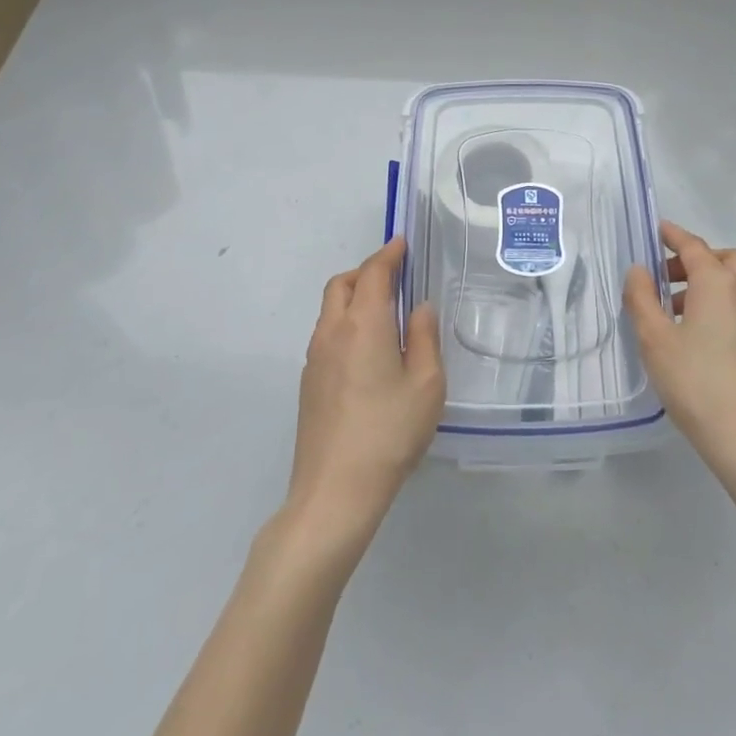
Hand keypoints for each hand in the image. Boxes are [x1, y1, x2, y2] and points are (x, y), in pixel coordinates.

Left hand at [287, 238, 443, 544]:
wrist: (334, 492)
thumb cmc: (389, 432)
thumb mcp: (426, 384)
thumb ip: (425, 338)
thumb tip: (419, 308)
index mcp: (363, 324)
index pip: (373, 273)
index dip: (389, 254)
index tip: (402, 243)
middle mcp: (332, 332)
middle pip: (342, 284)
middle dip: (367, 272)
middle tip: (396, 278)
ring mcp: (314, 358)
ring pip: (330, 309)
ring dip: (354, 297)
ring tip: (385, 313)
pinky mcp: (308, 383)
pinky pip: (327, 334)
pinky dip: (346, 323)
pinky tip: (368, 351)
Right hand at [624, 221, 735, 488]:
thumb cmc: (696, 383)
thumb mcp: (655, 340)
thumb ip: (642, 299)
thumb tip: (639, 270)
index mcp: (718, 284)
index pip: (694, 246)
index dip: (673, 235)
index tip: (657, 230)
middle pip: (724, 259)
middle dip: (696, 259)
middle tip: (667, 277)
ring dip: (709, 283)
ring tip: (676, 311)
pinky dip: (722, 304)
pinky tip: (699, 336)